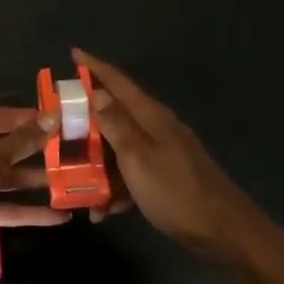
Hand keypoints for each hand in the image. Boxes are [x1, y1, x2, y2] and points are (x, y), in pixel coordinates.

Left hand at [0, 109, 70, 269]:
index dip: (36, 120)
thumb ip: (22, 142)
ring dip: (38, 183)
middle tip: (78, 156)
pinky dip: (28, 212)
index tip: (69, 123)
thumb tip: (53, 117)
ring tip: (75, 185)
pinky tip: (59, 217)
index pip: (7, 118)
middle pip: (10, 148)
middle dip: (41, 153)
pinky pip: (5, 208)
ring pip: (10, 180)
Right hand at [74, 49, 258, 260]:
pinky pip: (132, 172)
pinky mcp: (167, 176)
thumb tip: (97, 92)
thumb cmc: (175, 191)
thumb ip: (116, 124)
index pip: (118, 82)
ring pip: (121, 146)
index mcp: (151, 116)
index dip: (94, 67)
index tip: (73, 52)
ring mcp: (164, 152)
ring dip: (98, 161)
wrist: (223, 231)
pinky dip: (117, 186)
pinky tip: (103, 209)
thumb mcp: (137, 157)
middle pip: (116, 112)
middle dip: (87, 117)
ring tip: (73, 177)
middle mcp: (157, 127)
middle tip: (60, 120)